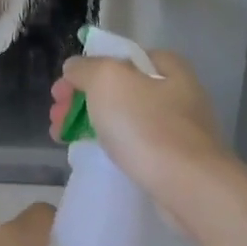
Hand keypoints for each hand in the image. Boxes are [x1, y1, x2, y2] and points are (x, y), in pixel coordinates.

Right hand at [50, 51, 233, 223]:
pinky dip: (110, 145)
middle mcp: (176, 91)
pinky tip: (92, 154)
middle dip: (81, 99)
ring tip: (62, 137)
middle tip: (56, 117)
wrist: (190, 188)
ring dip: (89, 122)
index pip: (117, 56)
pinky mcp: (175, 159)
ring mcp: (178, 128)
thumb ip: (84, 68)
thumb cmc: (147, 126)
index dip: (84, 69)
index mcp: (166, 66)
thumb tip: (74, 68)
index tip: (60, 92)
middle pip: (117, 88)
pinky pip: (134, 144)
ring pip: (122, 117)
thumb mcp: (107, 80)